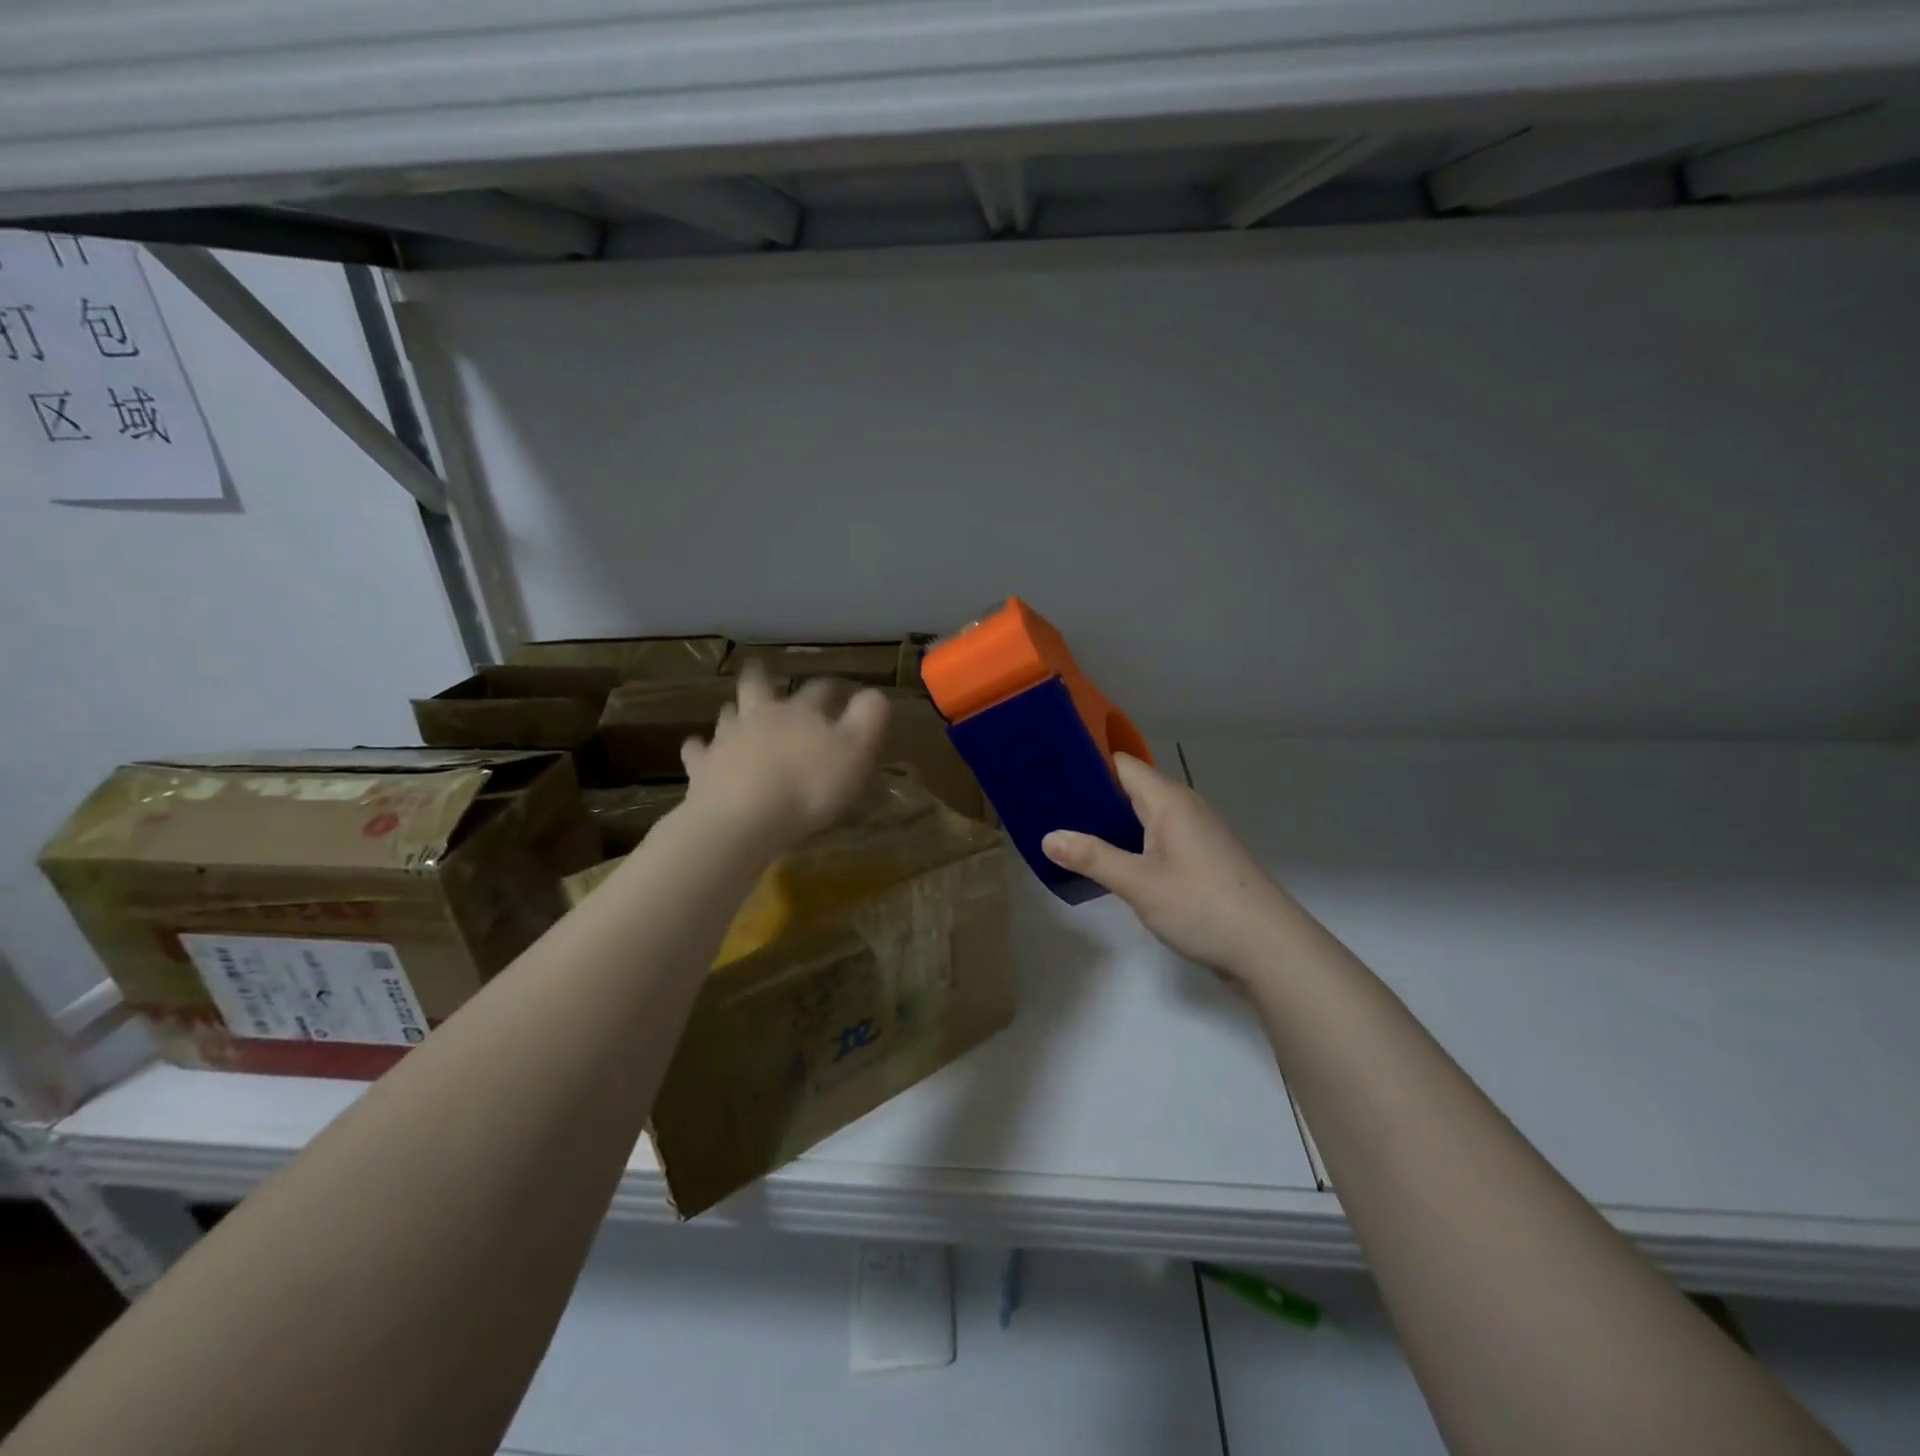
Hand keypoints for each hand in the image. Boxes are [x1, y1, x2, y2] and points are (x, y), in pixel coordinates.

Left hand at [680, 663, 890, 850]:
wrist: (744, 818)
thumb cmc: (808, 785)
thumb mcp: (856, 751)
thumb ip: (869, 717)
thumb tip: (875, 692)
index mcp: (800, 712)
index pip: (819, 690)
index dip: (830, 689)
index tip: (838, 690)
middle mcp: (760, 716)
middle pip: (758, 686)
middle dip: (762, 677)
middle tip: (759, 668)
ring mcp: (726, 739)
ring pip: (728, 714)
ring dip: (733, 711)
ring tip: (736, 712)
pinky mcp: (702, 767)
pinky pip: (697, 751)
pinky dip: (699, 748)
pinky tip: (698, 749)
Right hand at [1042, 754, 1296, 980]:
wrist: (1270, 949)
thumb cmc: (1202, 906)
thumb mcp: (1139, 883)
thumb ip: (1092, 857)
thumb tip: (1048, 836)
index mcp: (1169, 800)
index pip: (1121, 764)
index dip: (1086, 762)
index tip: (1047, 769)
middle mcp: (1183, 808)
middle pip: (1131, 787)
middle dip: (1091, 794)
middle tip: (1046, 805)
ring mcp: (1195, 834)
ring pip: (1143, 815)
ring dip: (1110, 821)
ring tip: (1066, 830)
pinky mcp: (1200, 859)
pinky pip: (1156, 838)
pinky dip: (1130, 842)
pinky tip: (1107, 861)